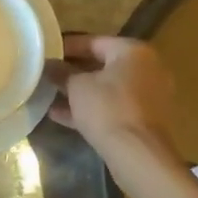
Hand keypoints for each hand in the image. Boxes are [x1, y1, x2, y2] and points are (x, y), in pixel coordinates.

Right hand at [46, 34, 180, 161]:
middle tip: (49, 74)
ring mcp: (149, 97)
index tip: (47, 53)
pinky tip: (62, 116)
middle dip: (74, 71)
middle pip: (103, 65)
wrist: (139, 156)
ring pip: (108, 89)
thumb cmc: (108, 109)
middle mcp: (147, 69)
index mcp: (133, 52)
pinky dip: (92, 109)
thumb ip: (61, 72)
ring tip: (51, 95)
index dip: (67, 47)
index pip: (94, 41)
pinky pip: (114, 108)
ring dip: (81, 93)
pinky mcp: (146, 121)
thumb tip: (49, 64)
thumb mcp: (77, 87)